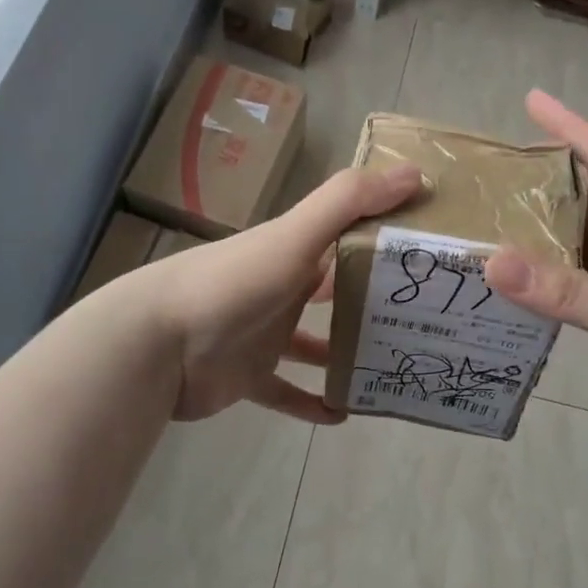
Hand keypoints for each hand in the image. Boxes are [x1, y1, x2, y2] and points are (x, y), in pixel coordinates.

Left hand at [143, 163, 422, 423]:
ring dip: (345, 353)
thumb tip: (415, 173)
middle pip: (333, 292)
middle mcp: (281, 289)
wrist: (158, 342)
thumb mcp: (295, 235)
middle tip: (420, 318)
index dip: (383, 240)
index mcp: (292, 251)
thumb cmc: (233, 283)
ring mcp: (264, 334)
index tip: (428, 254)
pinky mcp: (250, 376)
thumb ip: (349, 202)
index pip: (345, 238)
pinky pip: (287, 392)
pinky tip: (345, 414)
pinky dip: (313, 402)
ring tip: (391, 365)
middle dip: (371, 301)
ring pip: (314, 343)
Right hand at [483, 91, 587, 470]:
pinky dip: (547, 276)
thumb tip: (491, 260)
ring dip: (542, 228)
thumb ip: (566, 291)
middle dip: (547, 175)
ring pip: (581, 241)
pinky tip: (517, 284)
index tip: (533, 100)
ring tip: (491, 219)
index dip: (573, 126)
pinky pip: (578, 283)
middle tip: (494, 169)